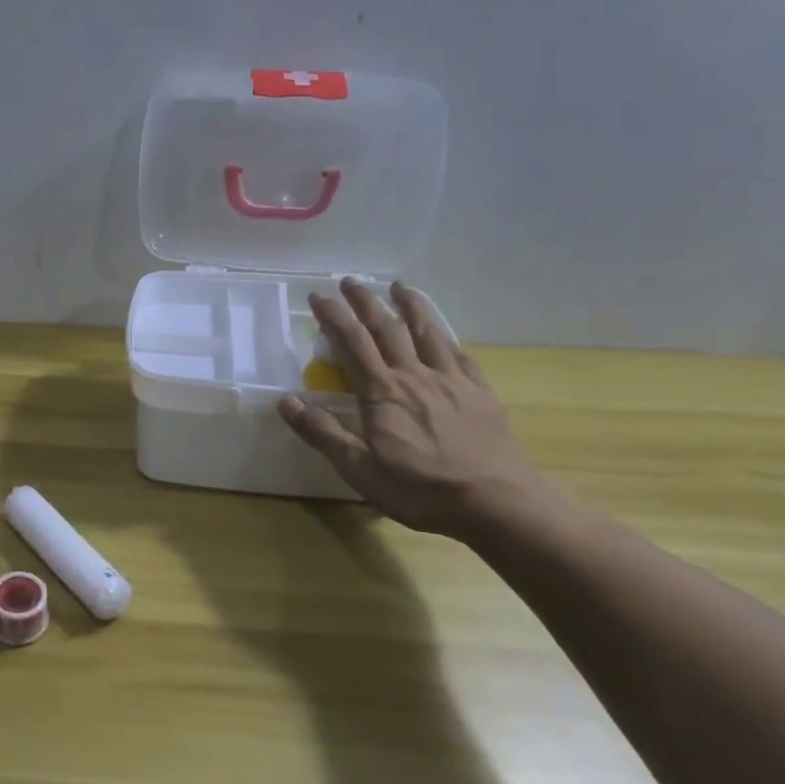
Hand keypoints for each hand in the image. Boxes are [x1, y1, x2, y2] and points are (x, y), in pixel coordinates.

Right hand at [278, 279, 548, 536]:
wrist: (497, 502)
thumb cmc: (422, 490)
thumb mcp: (361, 470)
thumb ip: (323, 433)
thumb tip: (286, 401)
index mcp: (382, 393)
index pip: (352, 343)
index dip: (334, 316)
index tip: (318, 296)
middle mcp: (414, 376)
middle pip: (387, 328)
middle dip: (366, 302)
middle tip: (350, 281)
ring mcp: (450, 381)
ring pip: (426, 332)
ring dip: (409, 306)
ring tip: (398, 286)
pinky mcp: (479, 392)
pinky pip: (459, 354)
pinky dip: (446, 336)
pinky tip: (443, 333)